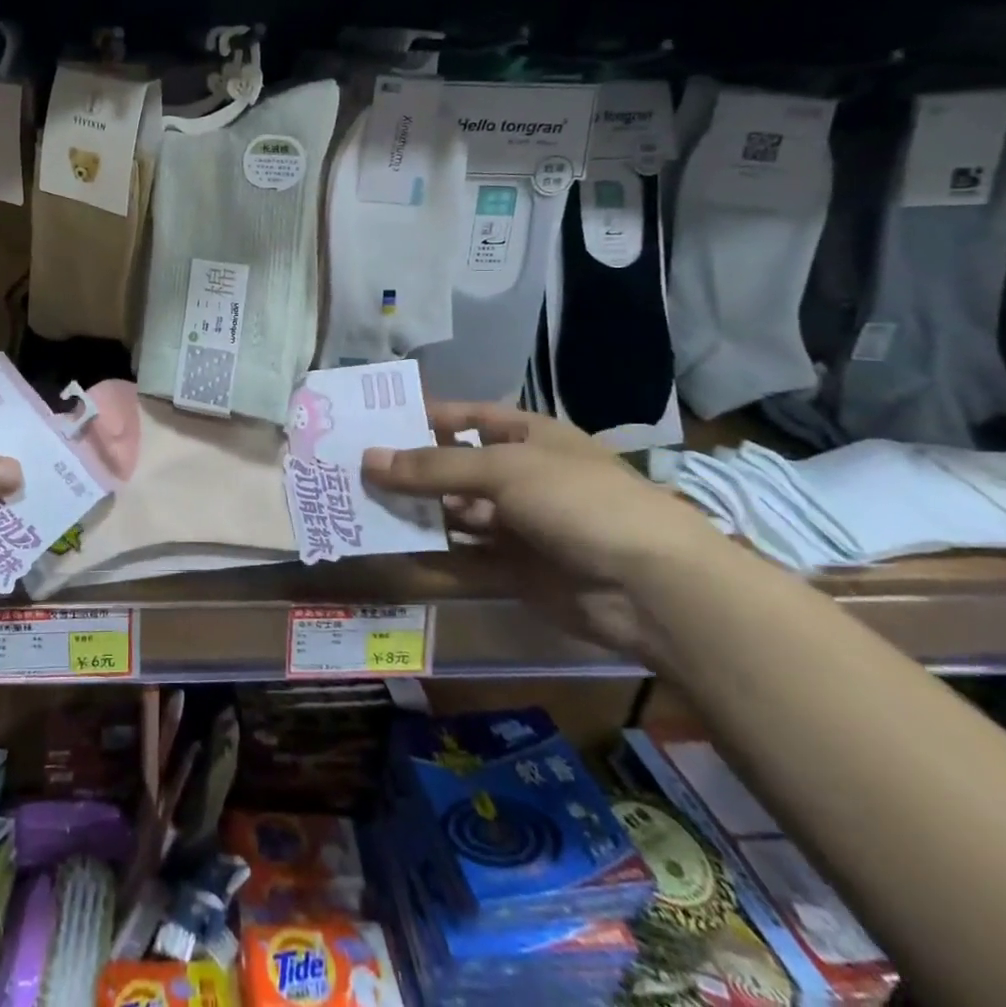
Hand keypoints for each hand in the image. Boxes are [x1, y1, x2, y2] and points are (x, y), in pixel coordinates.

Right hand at [362, 402, 721, 654]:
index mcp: (528, 437)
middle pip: (454, 468)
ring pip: (455, 515)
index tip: (373, 422)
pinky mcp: (516, 571)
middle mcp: (521, 477)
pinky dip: (432, 557)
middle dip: (409, 470)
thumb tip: (367, 459)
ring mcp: (519, 526)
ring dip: (415, 513)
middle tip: (352, 470)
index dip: (423, 417)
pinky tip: (392, 553)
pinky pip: (464, 559)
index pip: (466, 417)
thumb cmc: (579, 501)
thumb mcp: (503, 470)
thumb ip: (433, 467)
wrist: (653, 588)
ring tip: (360, 509)